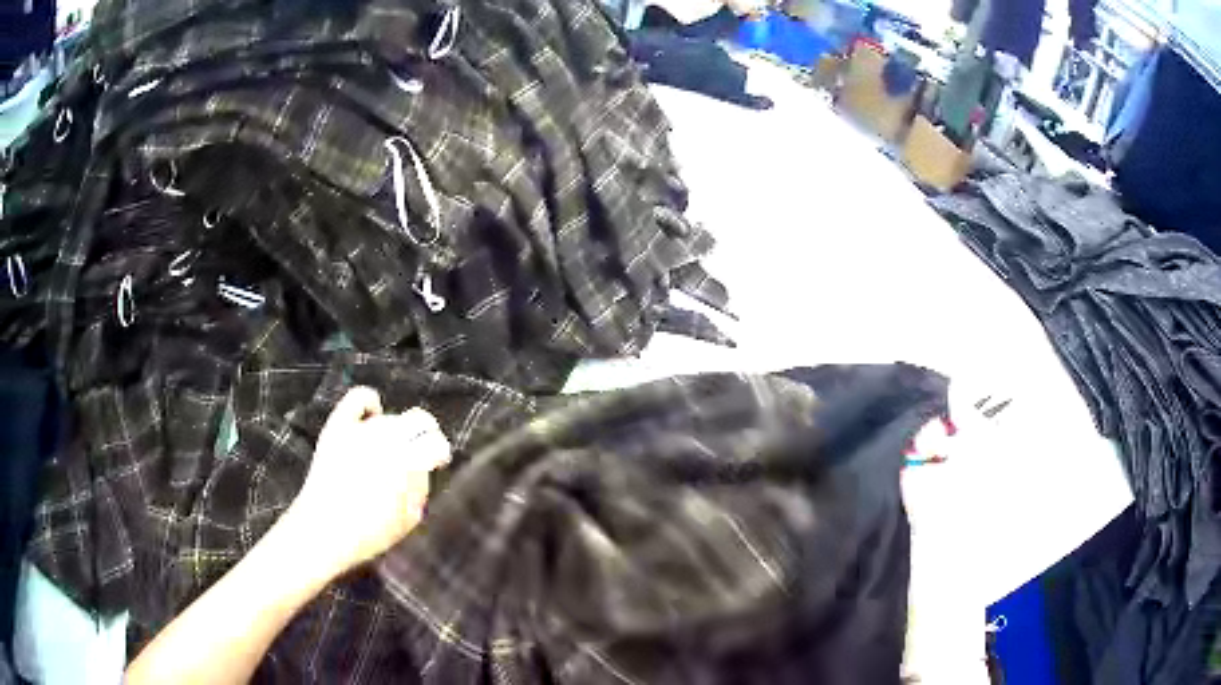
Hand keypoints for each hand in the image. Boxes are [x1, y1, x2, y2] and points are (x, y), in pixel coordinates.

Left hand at [285, 387, 451, 578]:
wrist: (323, 530)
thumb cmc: (370, 533)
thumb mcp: (409, 519)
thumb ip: (421, 489)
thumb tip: (423, 469)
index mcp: (409, 461)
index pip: (437, 443)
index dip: (440, 452)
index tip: (438, 462)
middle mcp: (388, 438)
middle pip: (419, 419)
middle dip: (425, 434)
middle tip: (420, 450)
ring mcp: (361, 429)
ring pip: (390, 418)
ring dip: (395, 432)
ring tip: (386, 453)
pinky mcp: (339, 426)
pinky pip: (360, 398)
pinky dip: (369, 403)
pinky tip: (371, 414)